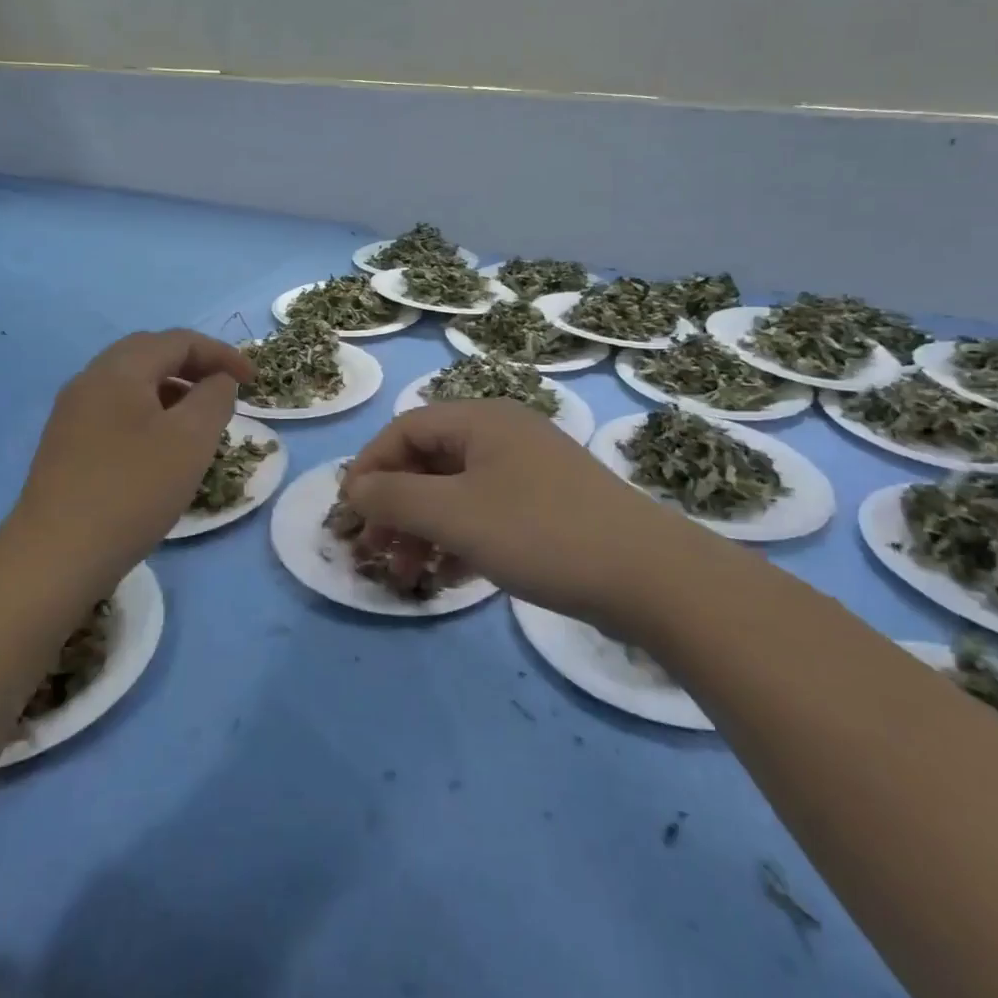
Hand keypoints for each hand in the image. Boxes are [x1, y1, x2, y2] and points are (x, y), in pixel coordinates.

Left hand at [10, 330, 251, 581]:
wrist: (56, 557)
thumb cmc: (133, 489)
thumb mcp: (192, 439)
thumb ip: (214, 398)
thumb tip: (217, 382)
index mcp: (119, 370)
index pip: (178, 341)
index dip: (221, 354)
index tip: (253, 381)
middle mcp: (90, 380)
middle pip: (150, 354)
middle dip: (194, 365)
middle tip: (226, 389)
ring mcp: (72, 413)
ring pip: (131, 383)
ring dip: (172, 389)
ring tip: (200, 419)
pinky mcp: (66, 444)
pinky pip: (116, 409)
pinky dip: (149, 412)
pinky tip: (162, 446)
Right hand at [345, 400, 685, 631]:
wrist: (647, 575)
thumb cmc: (540, 532)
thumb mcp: (455, 515)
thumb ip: (395, 499)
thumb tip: (355, 489)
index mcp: (481, 420)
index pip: (406, 429)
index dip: (371, 467)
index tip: (350, 513)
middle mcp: (504, 434)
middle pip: (429, 460)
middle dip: (396, 506)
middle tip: (376, 551)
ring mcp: (529, 470)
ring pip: (457, 491)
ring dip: (424, 528)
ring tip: (408, 573)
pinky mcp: (548, 505)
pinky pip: (486, 512)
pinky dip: (460, 539)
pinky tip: (449, 577)